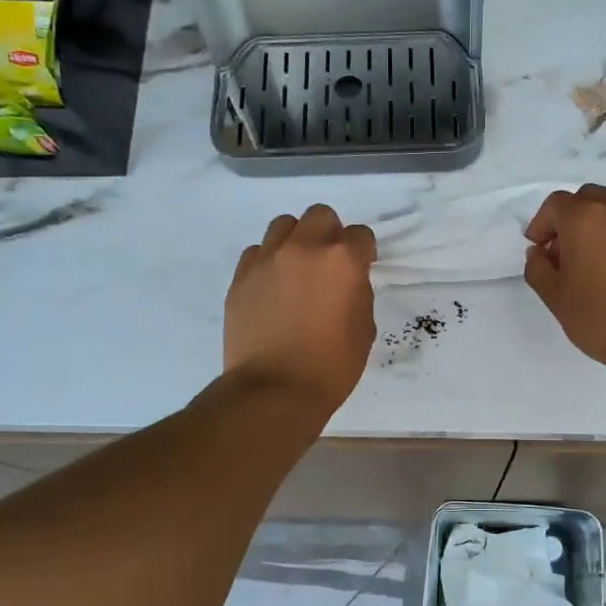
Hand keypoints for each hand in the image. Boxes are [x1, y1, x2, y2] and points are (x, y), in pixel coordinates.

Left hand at [225, 205, 376, 413]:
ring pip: (284, 225)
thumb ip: (357, 292)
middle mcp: (304, 248)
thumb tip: (346, 282)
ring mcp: (267, 259)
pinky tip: (272, 287)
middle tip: (329, 263)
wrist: (275, 389)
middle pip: (320, 216)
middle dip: (330, 234)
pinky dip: (268, 261)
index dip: (364, 251)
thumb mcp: (364, 328)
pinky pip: (256, 252)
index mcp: (342, 260)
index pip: (360, 235)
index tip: (362, 268)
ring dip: (296, 240)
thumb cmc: (332, 365)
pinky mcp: (241, 276)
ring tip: (297, 269)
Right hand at [524, 185, 605, 374]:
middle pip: (586, 199)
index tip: (538, 249)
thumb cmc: (601, 317)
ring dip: (597, 225)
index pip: (555, 205)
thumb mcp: (556, 297)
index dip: (541, 224)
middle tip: (563, 253)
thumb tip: (538, 253)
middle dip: (569, 219)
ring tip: (593, 261)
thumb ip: (538, 268)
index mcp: (585, 217)